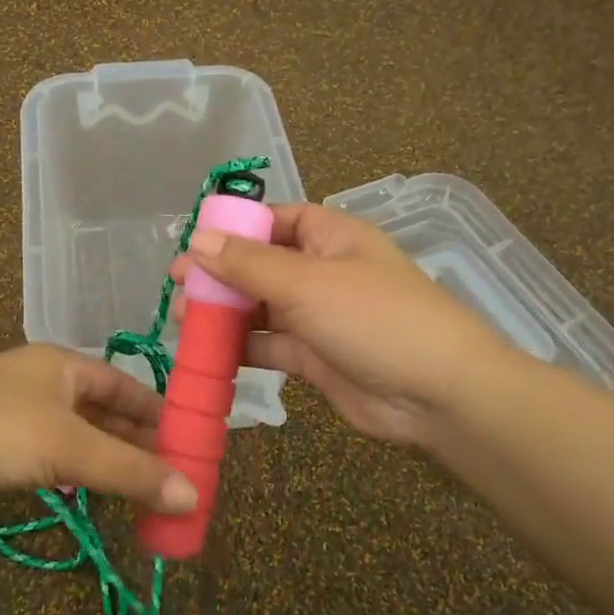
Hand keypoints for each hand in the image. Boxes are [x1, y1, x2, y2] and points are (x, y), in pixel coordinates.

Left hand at [0, 344, 198, 513]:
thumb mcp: (72, 447)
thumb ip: (132, 471)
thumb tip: (192, 495)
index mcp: (63, 365)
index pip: (123, 383)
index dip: (156, 410)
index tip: (186, 438)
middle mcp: (41, 380)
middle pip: (101, 409)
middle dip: (134, 440)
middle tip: (169, 473)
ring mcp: (14, 411)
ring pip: (74, 434)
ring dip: (104, 459)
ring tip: (138, 488)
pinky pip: (48, 453)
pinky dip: (73, 470)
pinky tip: (86, 490)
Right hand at [172, 204, 504, 445]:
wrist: (436, 394)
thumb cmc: (373, 318)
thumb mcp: (306, 283)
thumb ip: (247, 264)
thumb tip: (197, 240)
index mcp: (329, 236)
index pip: (273, 219)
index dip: (233, 228)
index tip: (193, 243)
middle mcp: (322, 271)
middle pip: (260, 264)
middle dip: (219, 275)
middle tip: (176, 287)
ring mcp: (318, 316)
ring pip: (260, 307)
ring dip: (224, 313)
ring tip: (182, 321)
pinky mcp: (314, 356)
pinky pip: (268, 345)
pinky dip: (240, 347)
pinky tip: (207, 353)